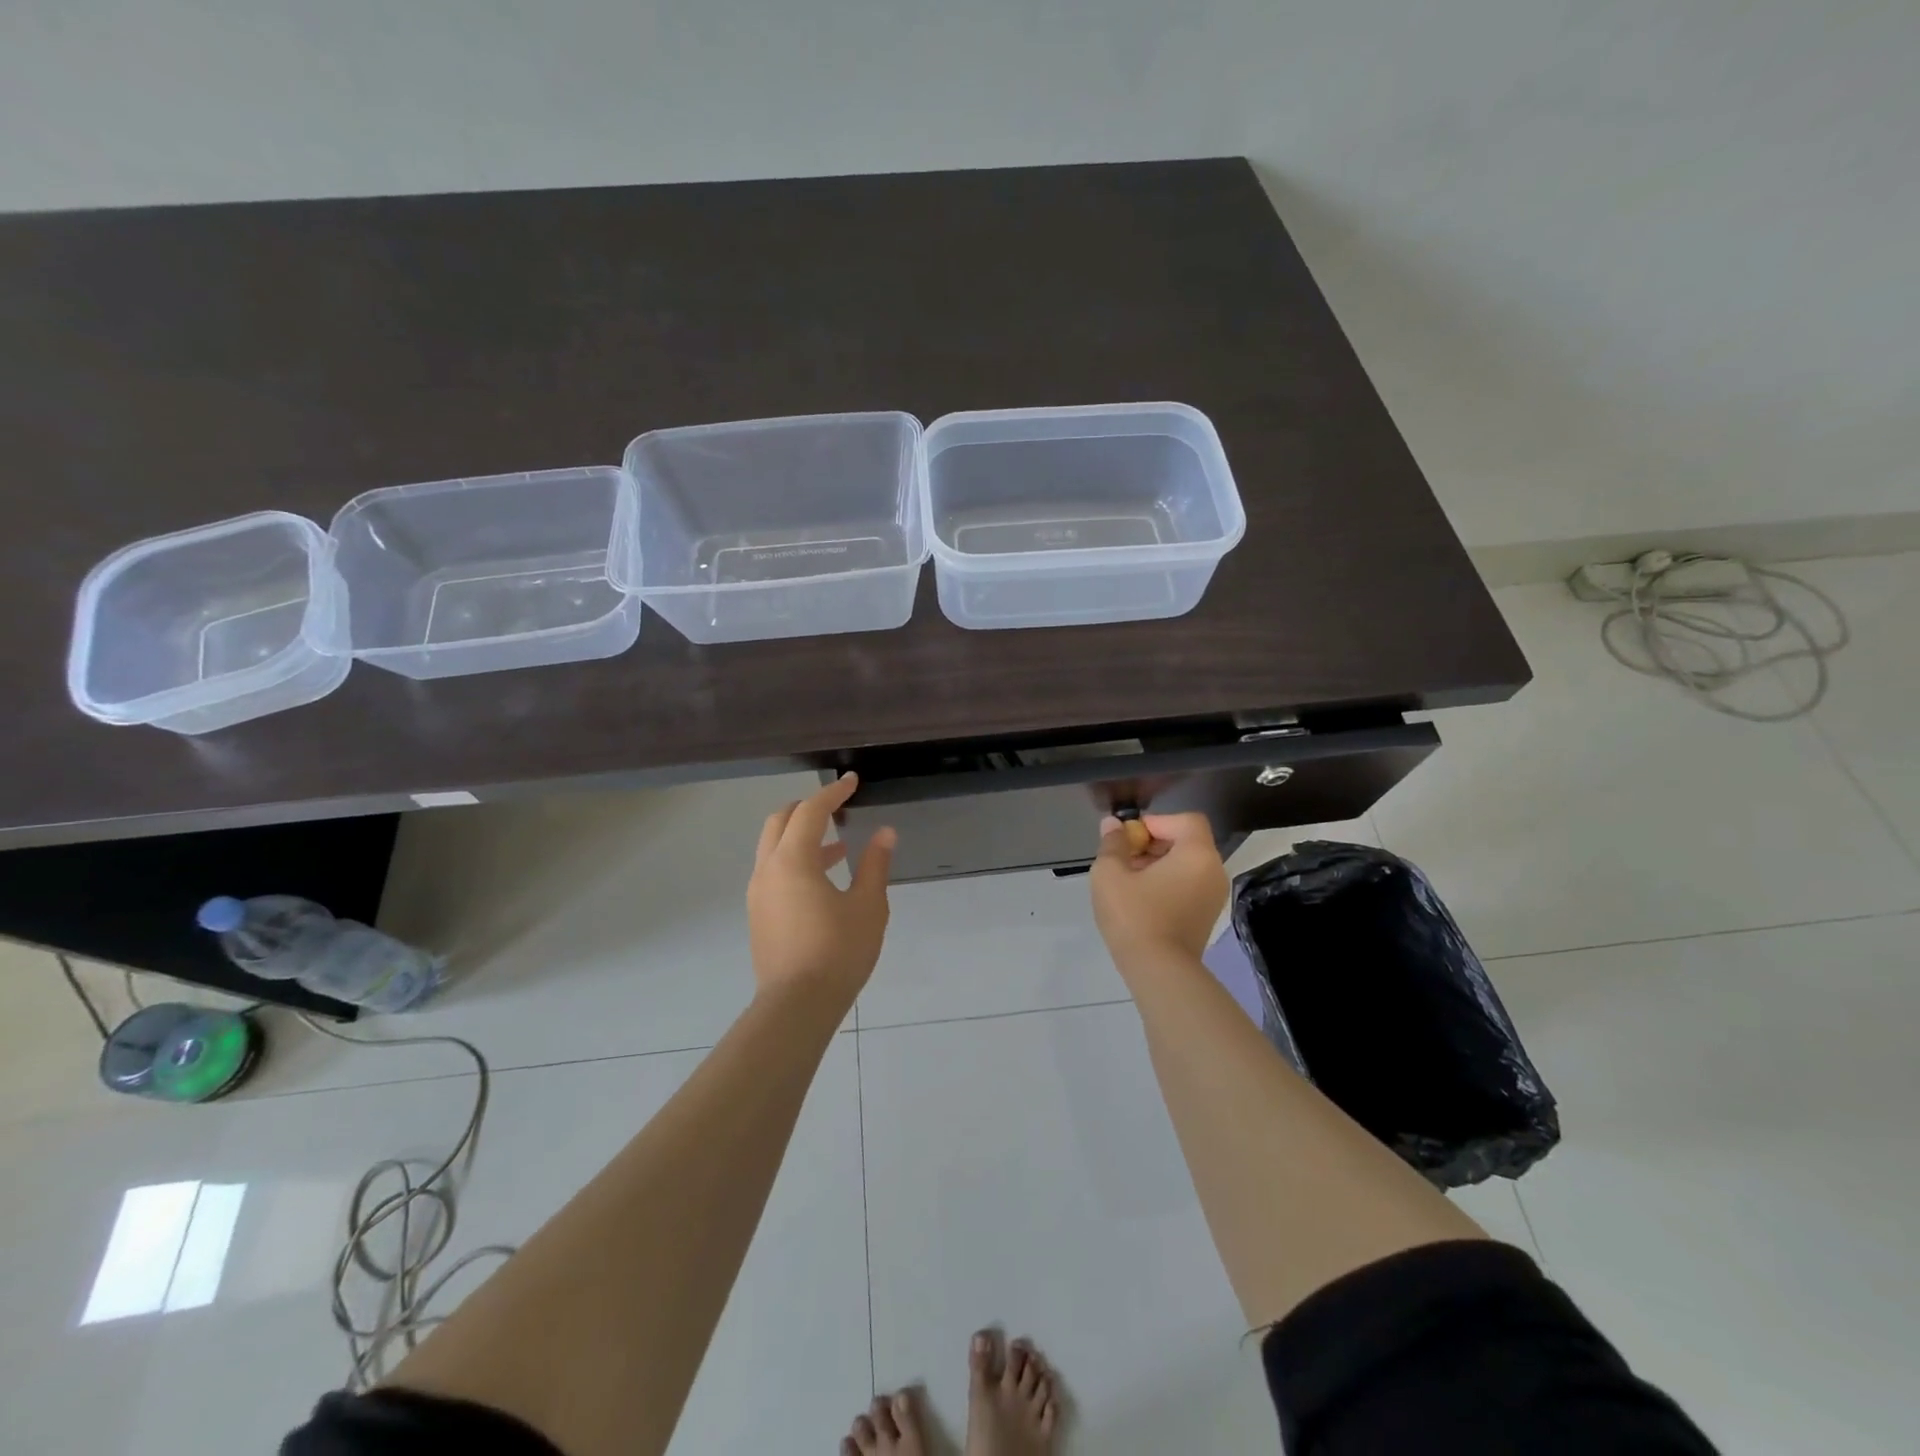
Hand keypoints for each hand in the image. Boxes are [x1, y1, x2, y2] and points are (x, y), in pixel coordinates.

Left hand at [748, 774, 895, 1001]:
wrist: (797, 1006)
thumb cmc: (838, 952)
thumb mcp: (868, 906)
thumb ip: (875, 864)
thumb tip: (885, 833)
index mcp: (793, 860)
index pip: (811, 811)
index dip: (833, 793)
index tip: (853, 781)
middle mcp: (768, 869)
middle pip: (781, 821)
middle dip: (808, 808)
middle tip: (837, 807)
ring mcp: (759, 893)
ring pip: (774, 847)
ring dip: (802, 836)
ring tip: (839, 846)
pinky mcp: (759, 914)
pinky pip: (774, 871)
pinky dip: (795, 860)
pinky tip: (824, 879)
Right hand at [1090, 811, 1227, 969]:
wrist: (1159, 972)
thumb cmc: (1135, 915)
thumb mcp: (1110, 874)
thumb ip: (1112, 844)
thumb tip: (1113, 825)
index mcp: (1197, 854)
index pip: (1185, 820)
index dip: (1155, 822)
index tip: (1129, 839)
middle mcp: (1214, 871)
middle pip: (1186, 841)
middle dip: (1152, 843)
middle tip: (1123, 859)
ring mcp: (1213, 896)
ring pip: (1186, 865)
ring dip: (1157, 865)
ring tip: (1127, 881)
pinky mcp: (1206, 917)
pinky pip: (1188, 886)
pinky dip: (1167, 883)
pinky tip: (1139, 900)